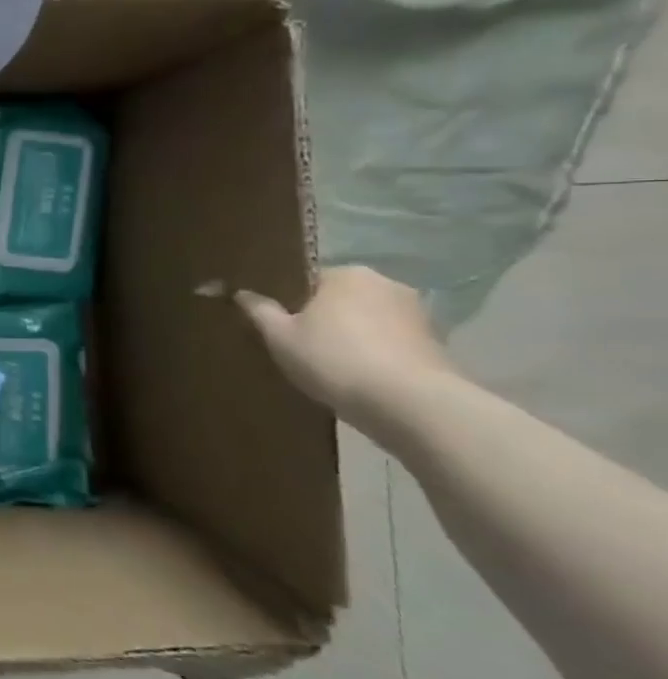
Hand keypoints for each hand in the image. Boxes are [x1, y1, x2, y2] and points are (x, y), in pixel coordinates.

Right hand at [235, 266, 457, 424]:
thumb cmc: (334, 359)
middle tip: (300, 345)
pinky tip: (360, 378)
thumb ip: (259, 311)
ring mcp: (417, 314)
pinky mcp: (436, 344)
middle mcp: (386, 284)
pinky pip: (391, 343)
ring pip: (368, 321)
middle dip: (324, 318)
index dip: (290, 301)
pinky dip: (376, 355)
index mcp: (346, 274)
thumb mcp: (280, 337)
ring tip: (331, 366)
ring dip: (352, 337)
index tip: (278, 324)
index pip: (309, 279)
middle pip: (341, 298)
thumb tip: (241, 293)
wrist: (410, 404)